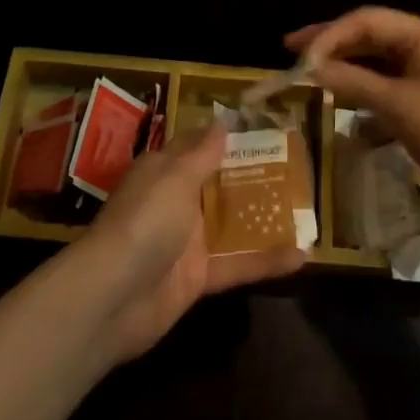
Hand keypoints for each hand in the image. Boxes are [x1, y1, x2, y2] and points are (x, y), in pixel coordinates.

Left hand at [75, 122, 303, 362]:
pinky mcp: (198, 278)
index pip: (197, 146)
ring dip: (264, 218)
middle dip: (253, 176)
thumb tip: (222, 121)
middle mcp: (176, 201)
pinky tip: (302, 257)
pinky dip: (266, 261)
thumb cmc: (145, 221)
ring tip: (307, 209)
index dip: (226, 137)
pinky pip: (237, 264)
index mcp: (164, 171)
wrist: (113, 297)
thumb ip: (202, 153)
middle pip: (218, 184)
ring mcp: (187, 241)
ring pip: (231, 224)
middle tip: (297, 166)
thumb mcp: (175, 177)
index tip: (264, 128)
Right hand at [287, 7, 419, 219]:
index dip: (329, 34)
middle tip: (292, 52)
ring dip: (344, 66)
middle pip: (370, 35)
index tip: (298, 56)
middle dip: (332, 43)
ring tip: (309, 73)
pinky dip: (362, 89)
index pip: (367, 20)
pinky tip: (339, 101)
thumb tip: (311, 68)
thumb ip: (352, 82)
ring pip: (376, 60)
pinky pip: (386, 83)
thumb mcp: (397, 106)